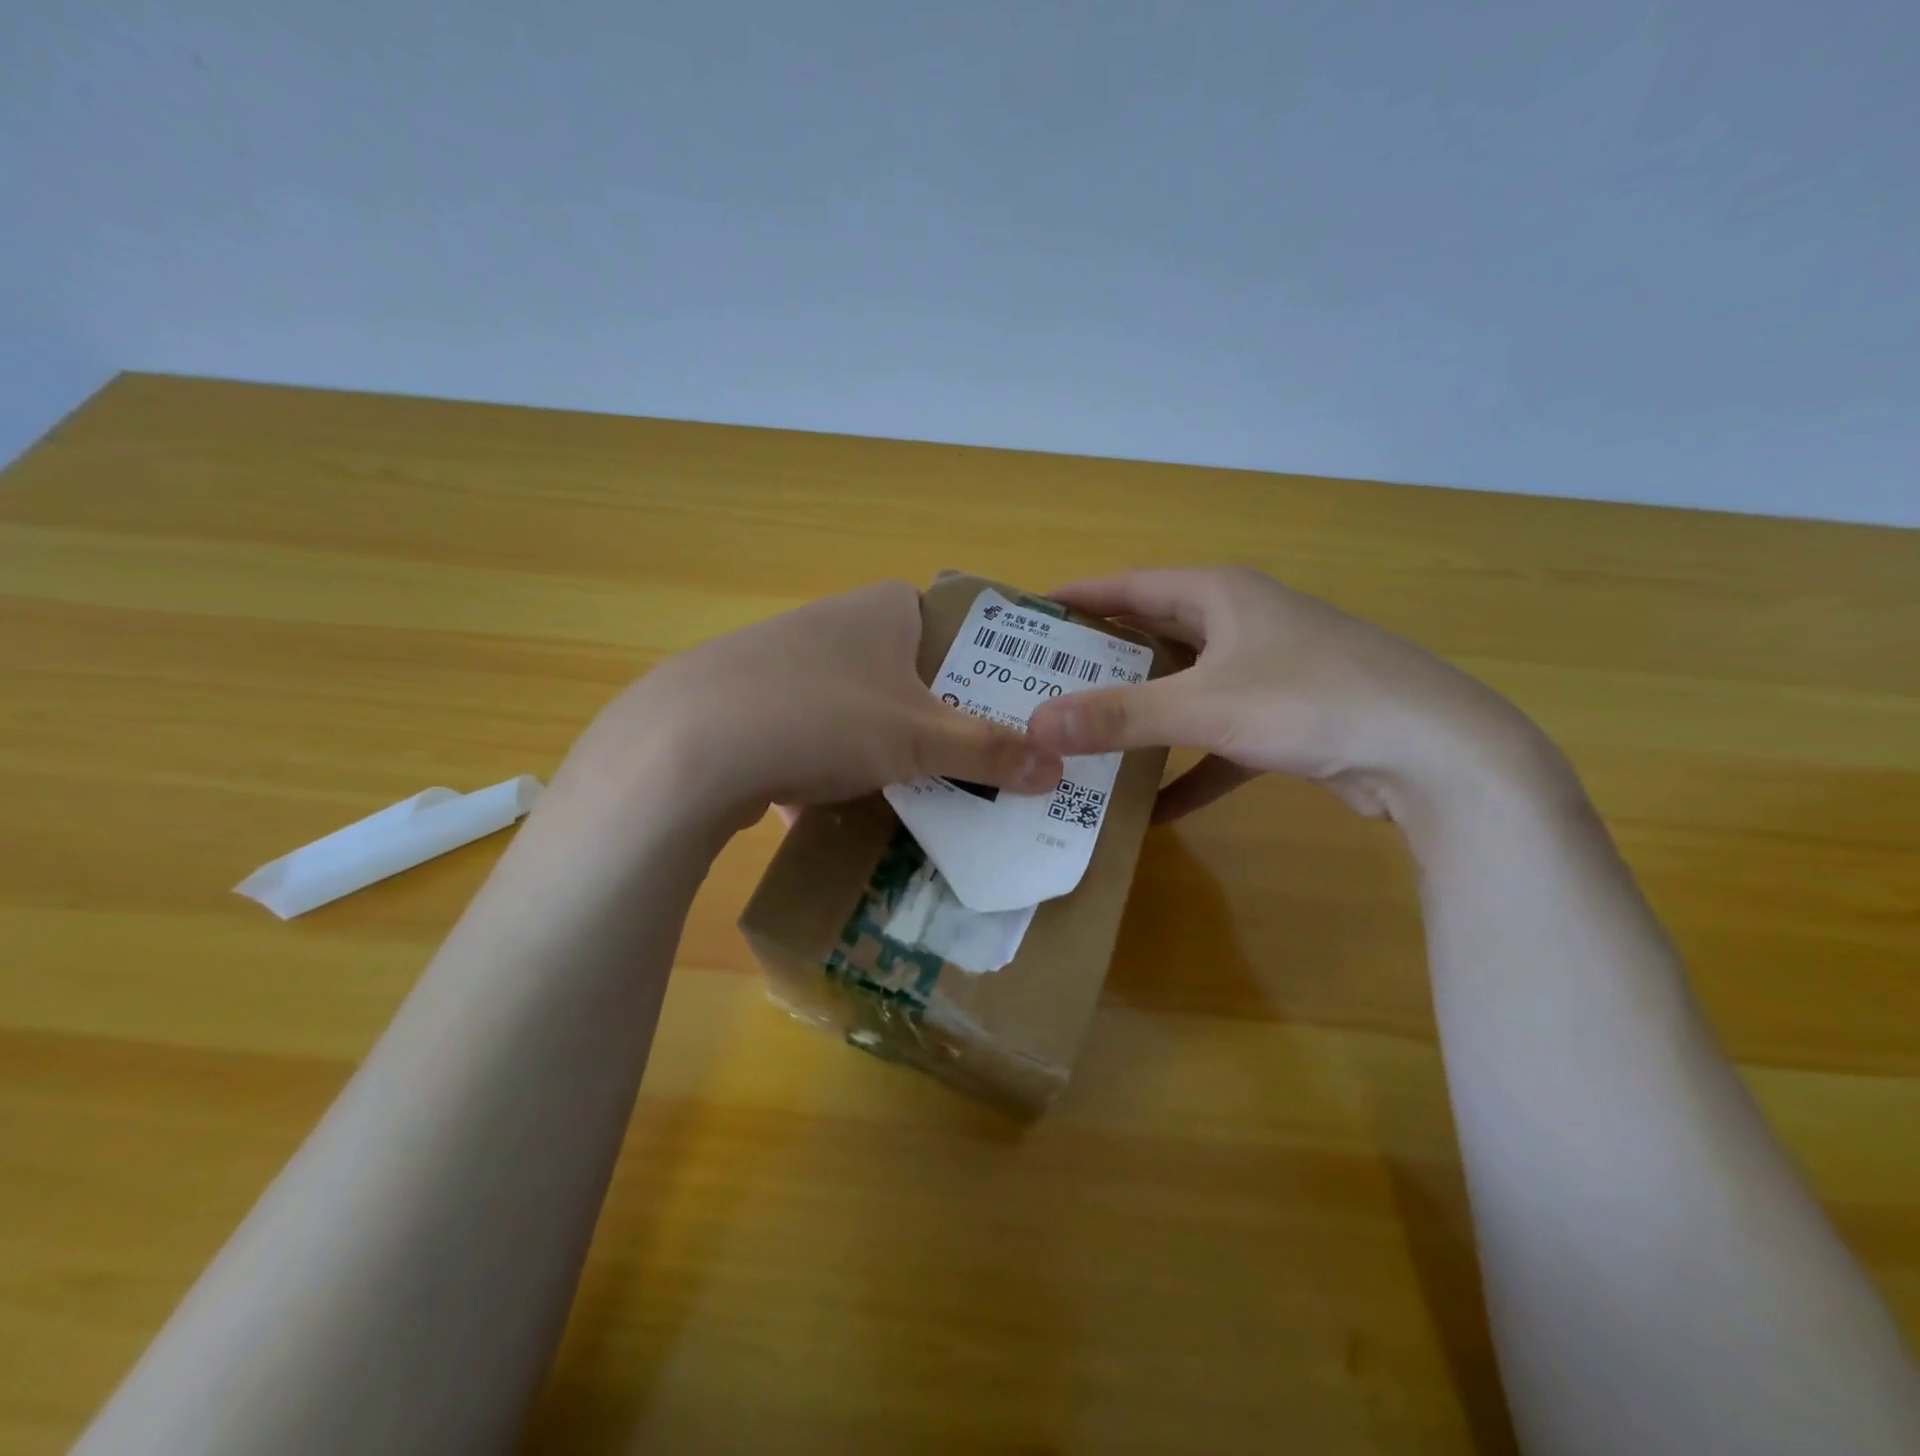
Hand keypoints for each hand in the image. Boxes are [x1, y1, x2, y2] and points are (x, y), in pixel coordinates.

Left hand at [563, 580, 1062, 829]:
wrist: (687, 747)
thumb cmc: (824, 718)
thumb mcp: (920, 739)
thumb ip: (990, 751)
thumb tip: (1059, 768)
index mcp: (884, 608)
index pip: (954, 625)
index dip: (984, 668)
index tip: (1005, 714)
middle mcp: (835, 621)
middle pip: (908, 670)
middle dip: (938, 718)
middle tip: (972, 765)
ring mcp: (785, 659)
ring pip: (858, 704)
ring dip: (884, 745)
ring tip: (914, 793)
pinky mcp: (747, 700)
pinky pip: (811, 731)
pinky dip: (830, 762)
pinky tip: (837, 804)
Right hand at [1025, 567, 1553, 823]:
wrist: (1434, 751)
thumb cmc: (1311, 700)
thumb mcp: (1204, 706)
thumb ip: (1119, 716)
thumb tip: (1035, 727)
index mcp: (1217, 594)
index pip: (1128, 586)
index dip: (1078, 598)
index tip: (1028, 616)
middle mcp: (1239, 622)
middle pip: (1153, 635)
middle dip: (1101, 660)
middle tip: (1044, 684)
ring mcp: (1265, 671)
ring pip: (1184, 688)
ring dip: (1142, 716)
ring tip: (1084, 736)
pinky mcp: (1285, 719)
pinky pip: (1218, 740)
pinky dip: (1188, 769)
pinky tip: (1153, 810)